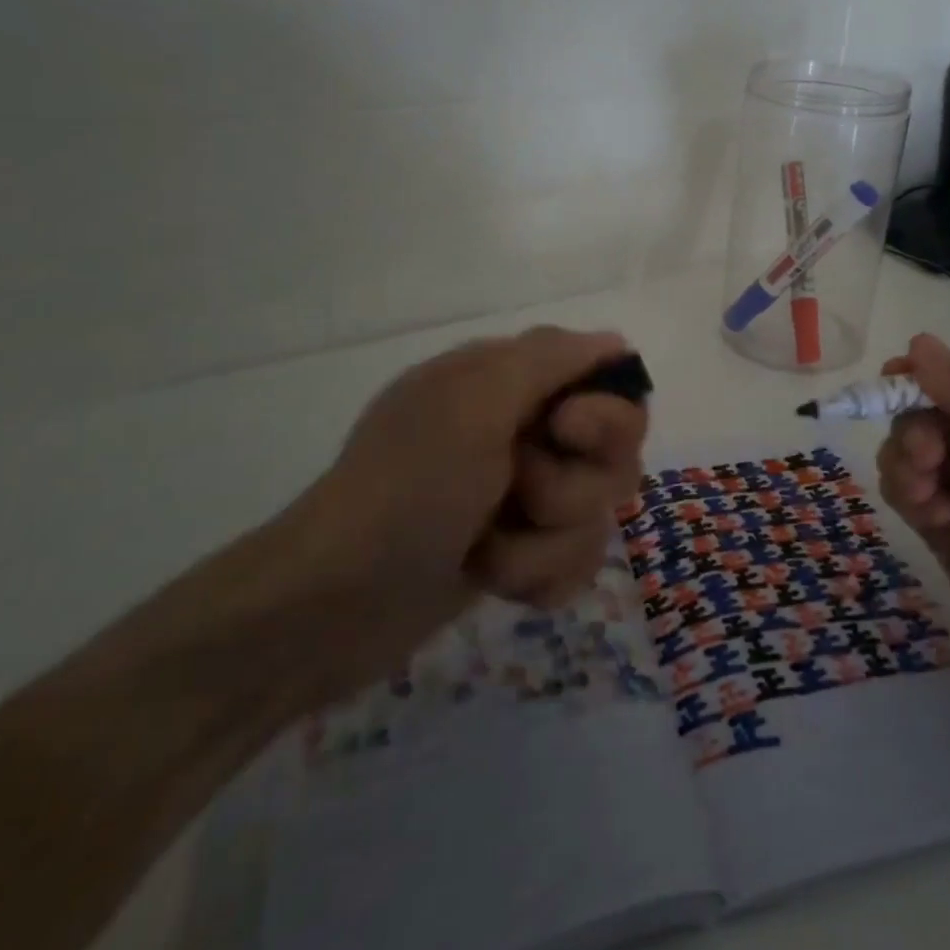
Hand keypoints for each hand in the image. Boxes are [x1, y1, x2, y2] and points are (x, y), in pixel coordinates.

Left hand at [263, 327, 646, 705]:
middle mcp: (524, 432)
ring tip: (487, 550)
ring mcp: (522, 497)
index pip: (608, 385)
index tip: (565, 431)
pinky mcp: (520, 553)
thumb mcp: (474, 402)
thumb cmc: (407, 488)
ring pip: (595, 516)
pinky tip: (492, 581)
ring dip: (544, 543)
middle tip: (520, 494)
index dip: (605, 414)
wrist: (334, 606)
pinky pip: (574, 562)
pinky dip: (536, 577)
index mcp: (510, 383)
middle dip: (572, 488)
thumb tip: (615, 342)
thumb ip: (549, 359)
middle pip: (614, 456)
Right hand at [876, 334, 949, 718]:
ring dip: (908, 465)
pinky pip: (912, 496)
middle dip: (918, 430)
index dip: (929, 380)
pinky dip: (909, 497)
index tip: (889, 382)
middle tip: (922, 458)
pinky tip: (929, 518)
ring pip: (915, 456)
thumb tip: (918, 342)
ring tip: (924, 496)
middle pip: (935, 418)